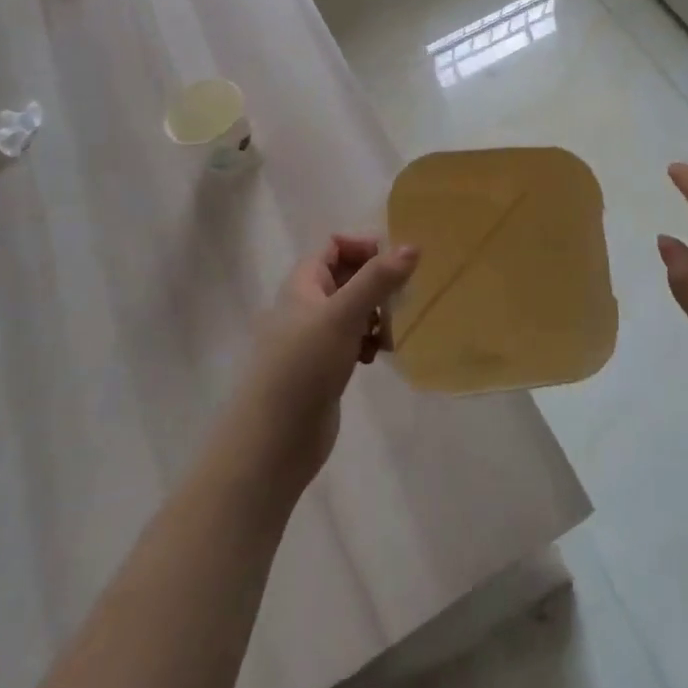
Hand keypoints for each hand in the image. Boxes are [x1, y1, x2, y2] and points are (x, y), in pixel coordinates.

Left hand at [234, 236, 417, 488]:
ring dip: (377, 314)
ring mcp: (314, 338)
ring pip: (354, 309)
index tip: (395, 266)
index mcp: (303, 284)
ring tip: (392, 333)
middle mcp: (307, 305)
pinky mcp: (324, 366)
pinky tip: (378, 357)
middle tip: (403, 298)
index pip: (335, 246)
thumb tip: (413, 246)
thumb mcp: (343, 315)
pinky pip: (353, 339)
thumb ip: (378, 279)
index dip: (365, 247)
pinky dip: (369, 342)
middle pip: (348, 276)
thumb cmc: (304, 367)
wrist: (274, 441)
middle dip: (377, 283)